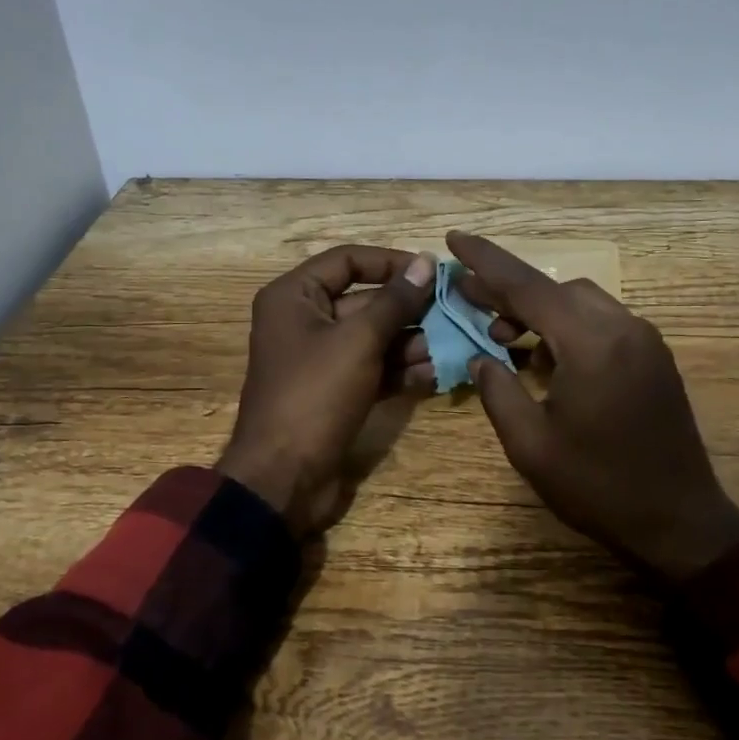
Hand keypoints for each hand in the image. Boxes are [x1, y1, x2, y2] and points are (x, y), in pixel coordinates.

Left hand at [217, 246, 436, 532]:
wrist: (284, 479)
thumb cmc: (315, 395)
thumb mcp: (359, 341)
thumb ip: (395, 301)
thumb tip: (426, 262)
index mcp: (294, 297)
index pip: (347, 261)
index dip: (390, 261)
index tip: (432, 272)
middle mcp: (304, 321)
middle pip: (364, 300)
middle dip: (408, 309)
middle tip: (454, 312)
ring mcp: (320, 360)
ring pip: (373, 338)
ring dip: (411, 342)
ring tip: (451, 346)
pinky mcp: (335, 392)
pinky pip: (372, 368)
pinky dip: (400, 370)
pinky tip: (436, 374)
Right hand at [447, 232, 738, 588]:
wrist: (680, 522)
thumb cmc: (598, 487)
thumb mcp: (531, 445)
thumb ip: (497, 391)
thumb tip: (481, 357)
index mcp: (591, 343)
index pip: (527, 286)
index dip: (486, 261)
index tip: (454, 236)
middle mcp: (623, 327)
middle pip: (556, 288)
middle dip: (509, 291)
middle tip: (468, 301)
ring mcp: (645, 341)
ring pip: (581, 302)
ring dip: (539, 310)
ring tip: (502, 337)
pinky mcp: (654, 358)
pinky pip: (603, 323)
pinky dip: (568, 327)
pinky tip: (545, 357)